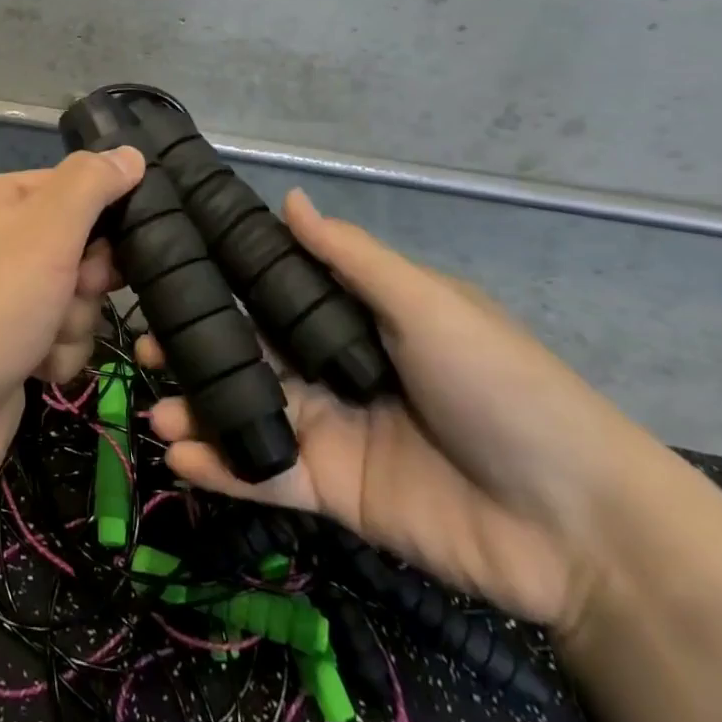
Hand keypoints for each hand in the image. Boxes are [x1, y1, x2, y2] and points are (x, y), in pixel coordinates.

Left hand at [0, 148, 143, 616]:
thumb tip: (131, 153)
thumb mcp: (45, 231)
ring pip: (77, 297)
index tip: (115, 244)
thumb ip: (91, 185)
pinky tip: (37, 370)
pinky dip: (58, 354)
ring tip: (44, 339)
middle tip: (73, 291)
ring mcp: (3, 296)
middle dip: (88, 278)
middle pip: (81, 245)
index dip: (103, 216)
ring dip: (74, 322)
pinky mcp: (11, 343)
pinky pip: (61, 337)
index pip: (75, 186)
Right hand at [142, 189, 653, 630]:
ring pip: (247, 413)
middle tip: (144, 350)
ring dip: (198, 412)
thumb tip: (287, 198)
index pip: (273, 295)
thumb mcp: (428, 306)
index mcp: (354, 319)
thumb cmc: (501, 386)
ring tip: (155, 412)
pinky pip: (265, 476)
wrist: (577, 523)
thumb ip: (351, 259)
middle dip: (195, 351)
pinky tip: (180, 457)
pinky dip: (222, 468)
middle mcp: (331, 369)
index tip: (167, 275)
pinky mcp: (330, 492)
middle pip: (249, 354)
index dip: (221, 285)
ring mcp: (328, 432)